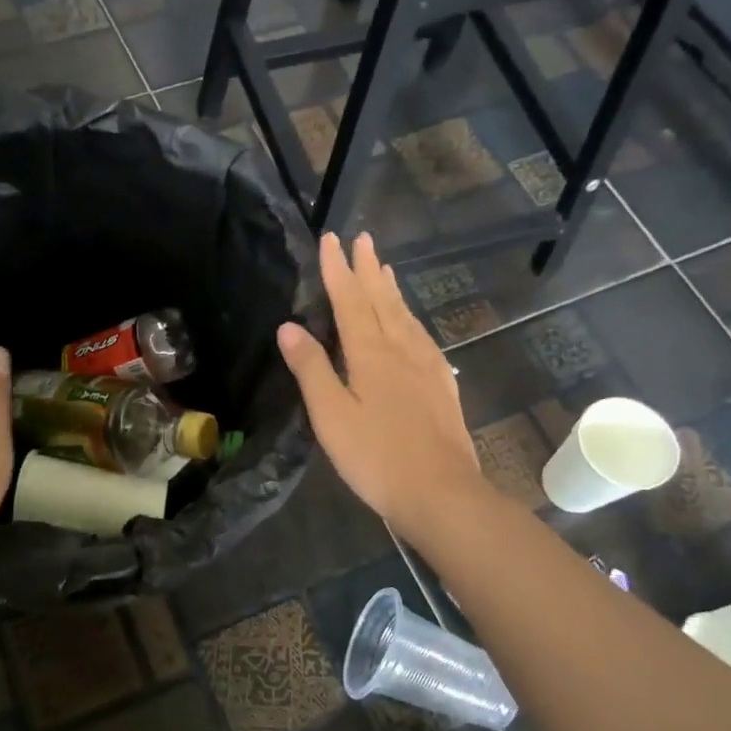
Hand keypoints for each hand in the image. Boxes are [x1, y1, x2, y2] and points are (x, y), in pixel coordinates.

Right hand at [276, 232, 484, 540]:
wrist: (441, 492)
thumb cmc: (376, 458)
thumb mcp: (331, 416)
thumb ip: (311, 369)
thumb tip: (288, 326)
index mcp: (371, 353)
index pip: (351, 300)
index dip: (338, 269)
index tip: (331, 238)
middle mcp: (402, 349)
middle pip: (383, 299)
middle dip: (369, 269)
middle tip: (362, 238)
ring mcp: (427, 366)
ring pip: (405, 315)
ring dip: (391, 289)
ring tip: (384, 268)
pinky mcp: (441, 385)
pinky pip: (421, 336)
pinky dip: (410, 317)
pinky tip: (410, 324)